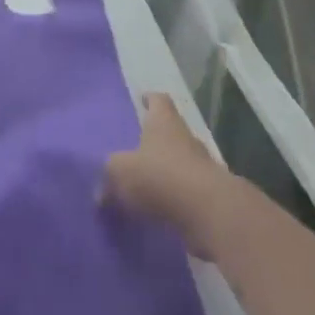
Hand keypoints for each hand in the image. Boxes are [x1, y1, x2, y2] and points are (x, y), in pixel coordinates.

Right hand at [103, 93, 234, 249]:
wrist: (210, 214)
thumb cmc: (160, 176)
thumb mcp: (119, 173)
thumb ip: (109, 180)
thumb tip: (101, 195)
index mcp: (164, 123)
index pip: (160, 101)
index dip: (151, 99)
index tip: (143, 100)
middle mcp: (187, 139)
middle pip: (172, 133)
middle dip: (156, 141)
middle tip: (137, 151)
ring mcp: (204, 169)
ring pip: (181, 165)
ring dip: (167, 174)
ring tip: (146, 187)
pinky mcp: (213, 199)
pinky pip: (189, 196)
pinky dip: (176, 202)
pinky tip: (160, 214)